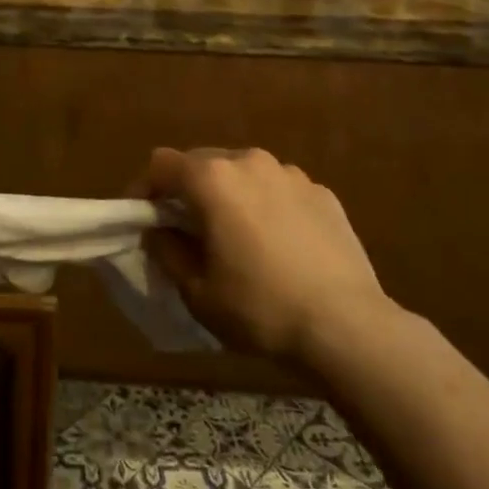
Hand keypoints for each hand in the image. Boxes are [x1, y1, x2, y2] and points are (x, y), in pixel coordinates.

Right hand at [134, 147, 394, 364]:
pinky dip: (266, 206)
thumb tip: (158, 230)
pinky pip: (278, 189)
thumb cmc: (259, 307)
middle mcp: (249, 162)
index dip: (144, 188)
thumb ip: (167, 250)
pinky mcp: (322, 193)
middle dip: (186, 190)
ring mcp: (291, 174)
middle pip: (202, 162)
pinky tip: (277, 244)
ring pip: (243, 173)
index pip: (161, 164)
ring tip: (235, 235)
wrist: (346, 326)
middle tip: (186, 229)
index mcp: (212, 179)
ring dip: (228, 195)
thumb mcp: (196, 290)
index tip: (142, 219)